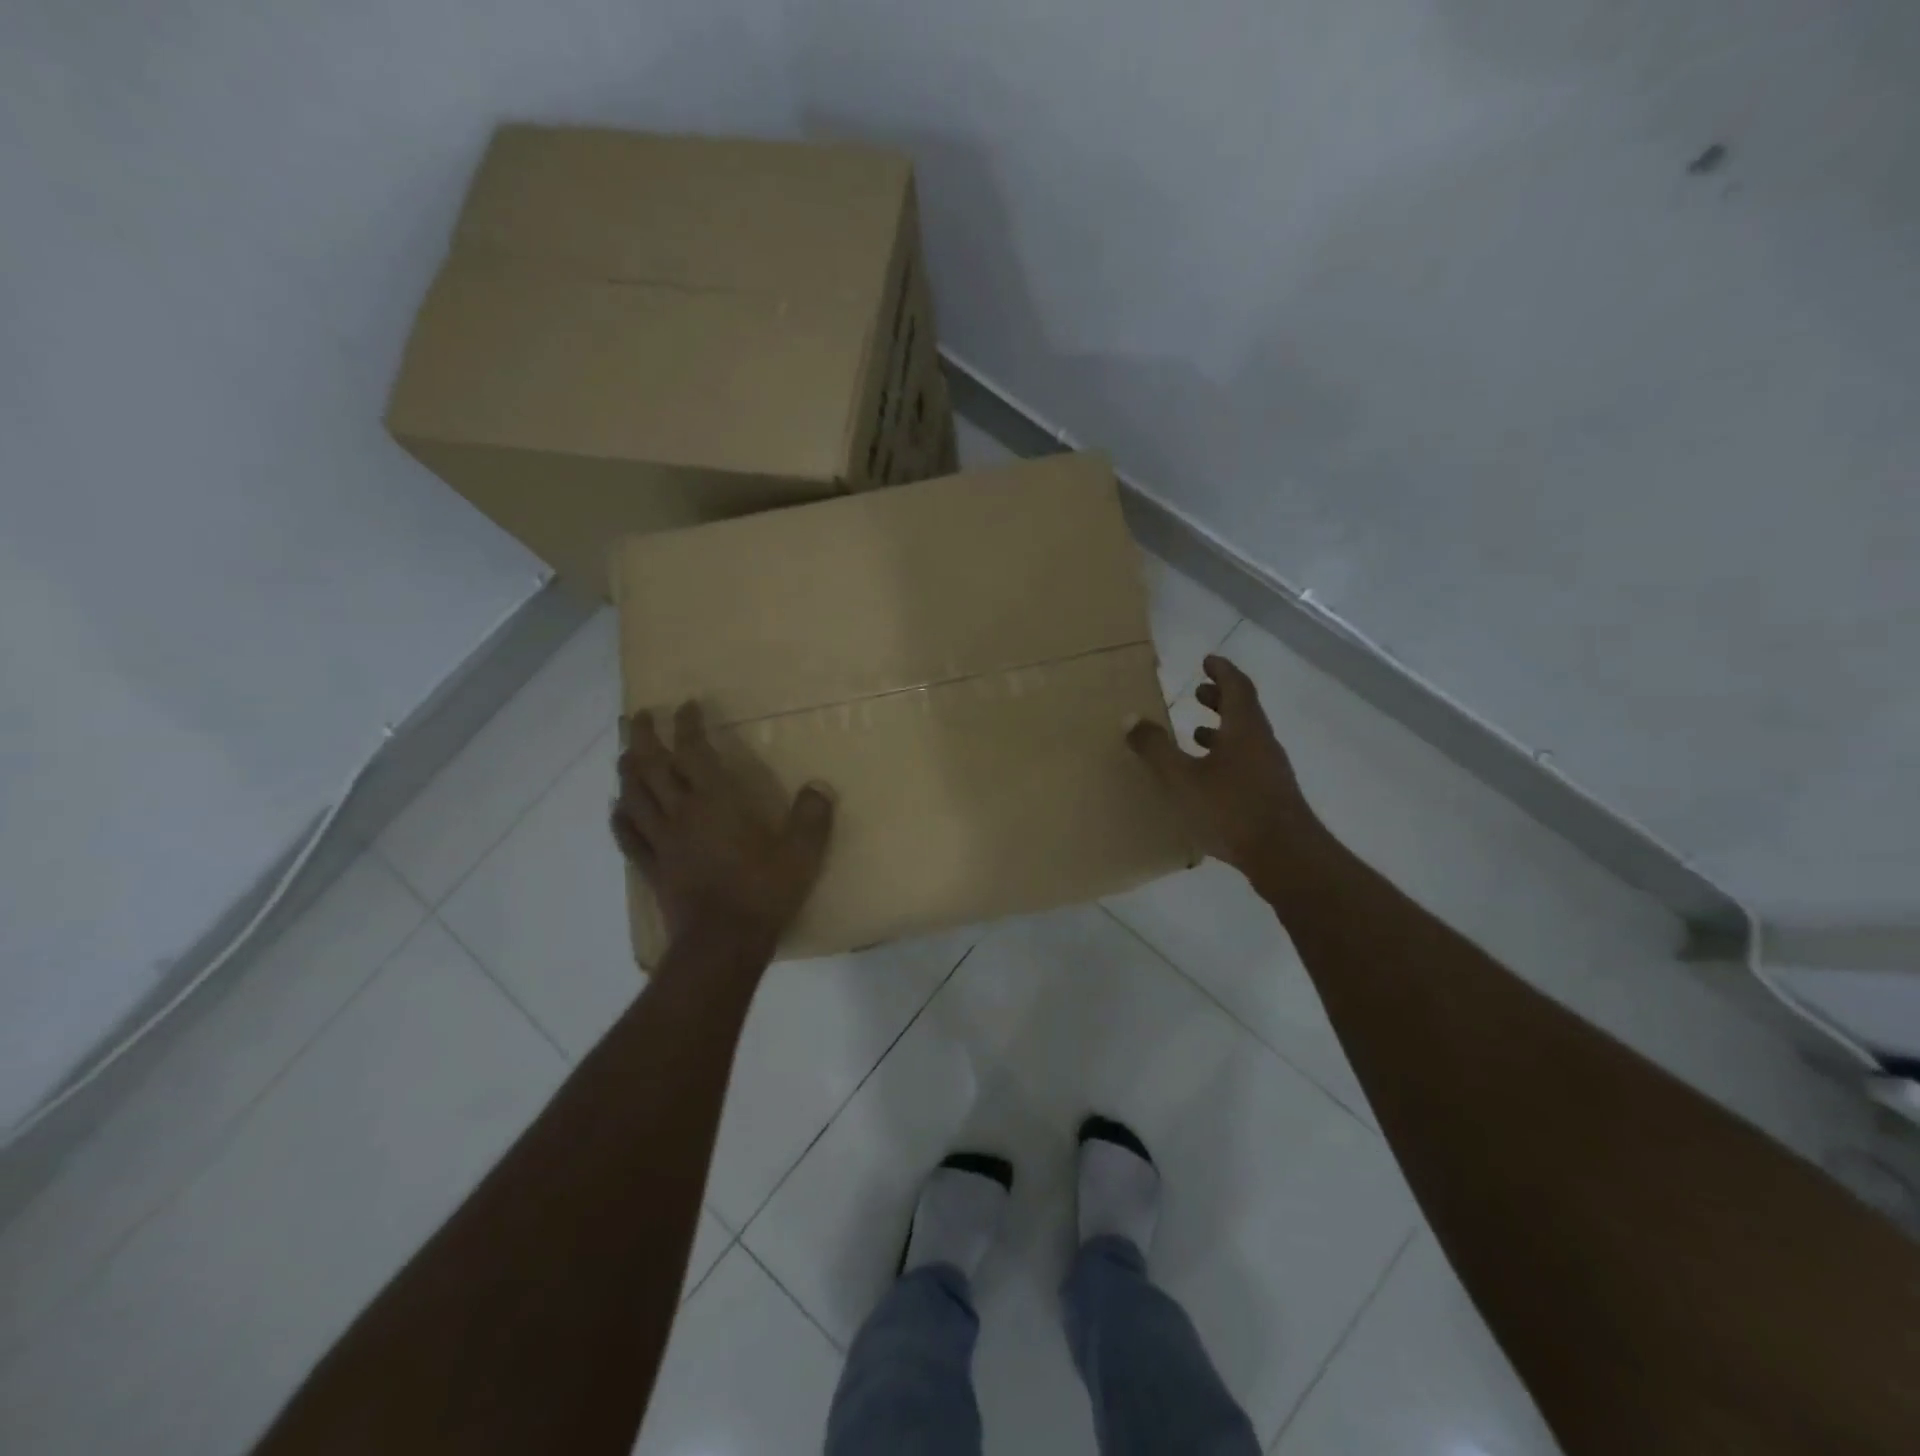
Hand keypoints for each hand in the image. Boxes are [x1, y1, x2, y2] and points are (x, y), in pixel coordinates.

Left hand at [610, 702, 834, 952]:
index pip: (693, 751)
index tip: (686, 705)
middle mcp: (682, 813)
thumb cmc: (763, 892)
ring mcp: (662, 841)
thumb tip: (818, 787)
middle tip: (638, 716)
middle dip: (643, 736)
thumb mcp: (802, 854)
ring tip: (624, 754)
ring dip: (626, 770)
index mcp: (716, 802)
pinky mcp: (652, 869)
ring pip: (633, 796)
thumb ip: (811, 817)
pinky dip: (620, 818)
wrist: (722, 943)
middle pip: (651, 766)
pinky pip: (628, 836)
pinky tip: (618, 809)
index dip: (687, 725)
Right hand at [1127, 655, 1318, 874]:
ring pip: (1246, 739)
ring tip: (1196, 733)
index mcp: (1244, 729)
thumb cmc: (1231, 809)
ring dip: (1223, 730)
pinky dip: (1227, 756)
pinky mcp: (1270, 796)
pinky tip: (1208, 777)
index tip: (1208, 660)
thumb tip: (1130, 718)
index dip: (1222, 671)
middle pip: (1244, 711)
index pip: (1237, 687)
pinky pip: (1247, 762)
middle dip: (1220, 699)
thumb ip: (1156, 748)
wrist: (1285, 856)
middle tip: (1199, 692)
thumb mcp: (1183, 778)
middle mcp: (1262, 744)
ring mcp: (1270, 771)